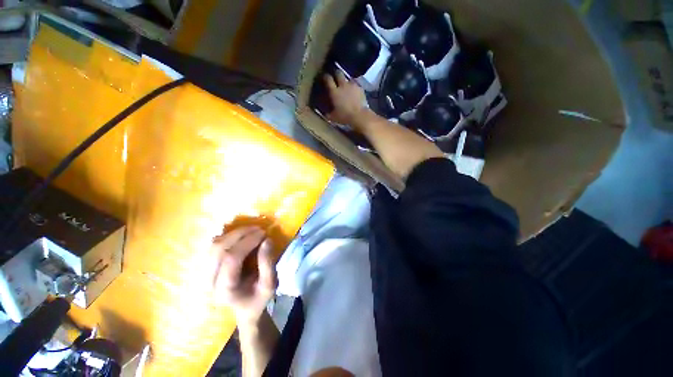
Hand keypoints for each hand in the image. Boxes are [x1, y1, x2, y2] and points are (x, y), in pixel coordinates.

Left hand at [211, 226, 276, 323]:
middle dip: (240, 234)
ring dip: (234, 233)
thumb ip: (268, 263)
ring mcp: (205, 274)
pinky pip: (213, 246)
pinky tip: (240, 234)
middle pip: (219, 249)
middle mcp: (210, 281)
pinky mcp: (206, 267)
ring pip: (214, 245)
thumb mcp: (270, 284)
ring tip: (251, 229)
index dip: (247, 242)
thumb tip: (267, 240)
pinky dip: (227, 236)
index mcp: (225, 289)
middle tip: (258, 228)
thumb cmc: (258, 297)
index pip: (231, 259)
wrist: (244, 307)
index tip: (264, 233)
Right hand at [324, 71, 368, 127]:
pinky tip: (355, 92)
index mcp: (334, 92)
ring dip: (347, 81)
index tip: (325, 77)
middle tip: (336, 77)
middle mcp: (343, 85)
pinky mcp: (360, 89)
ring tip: (347, 86)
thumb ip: (329, 114)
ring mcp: (352, 86)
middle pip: (339, 73)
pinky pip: (356, 85)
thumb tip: (326, 114)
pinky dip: (354, 88)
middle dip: (337, 73)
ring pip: (348, 79)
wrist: (359, 116)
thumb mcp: (334, 117)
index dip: (326, 77)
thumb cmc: (345, 116)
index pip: (328, 79)